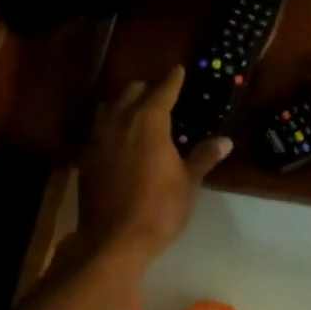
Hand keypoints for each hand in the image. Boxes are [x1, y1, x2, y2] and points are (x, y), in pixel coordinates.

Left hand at [77, 67, 230, 261]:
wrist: (113, 240)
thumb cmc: (159, 209)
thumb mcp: (188, 183)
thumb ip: (203, 157)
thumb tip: (225, 141)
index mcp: (148, 122)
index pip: (163, 90)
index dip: (172, 79)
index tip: (179, 69)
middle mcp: (120, 122)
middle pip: (131, 92)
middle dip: (147, 89)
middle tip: (161, 96)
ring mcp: (98, 139)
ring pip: (109, 108)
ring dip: (123, 105)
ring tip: (136, 113)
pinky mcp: (85, 159)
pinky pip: (98, 131)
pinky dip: (110, 127)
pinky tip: (118, 141)